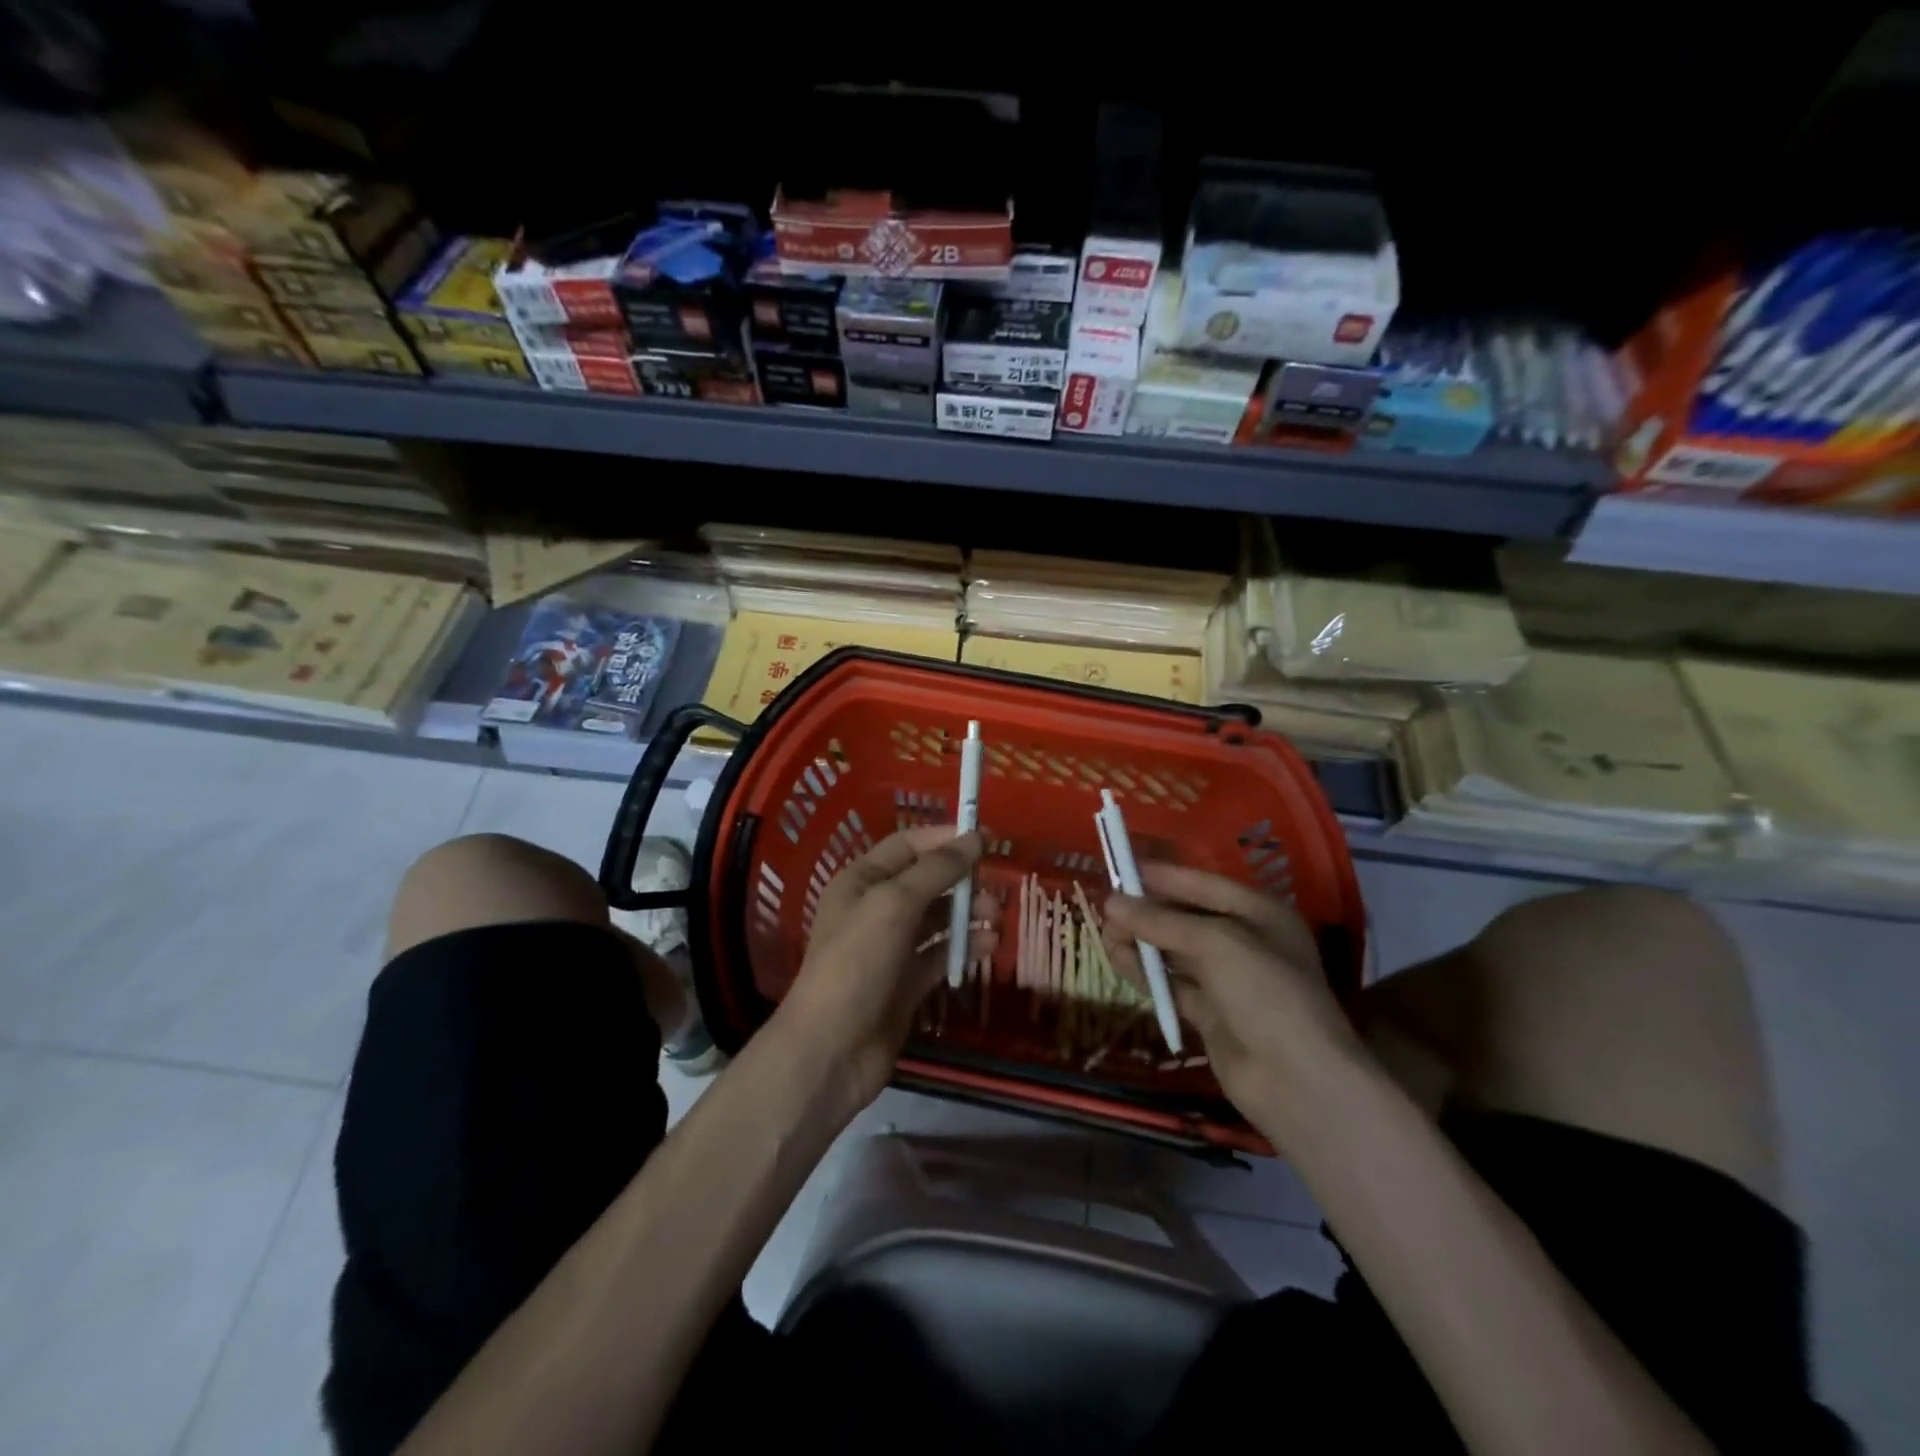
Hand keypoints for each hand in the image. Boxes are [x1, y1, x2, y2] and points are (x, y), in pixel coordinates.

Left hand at [775, 826, 994, 1111]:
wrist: (832, 1049)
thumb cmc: (858, 962)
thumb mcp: (895, 904)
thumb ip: (937, 869)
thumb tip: (975, 838)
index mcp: (862, 881)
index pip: (908, 845)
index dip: (944, 838)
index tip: (986, 839)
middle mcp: (876, 909)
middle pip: (926, 881)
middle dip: (961, 880)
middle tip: (996, 886)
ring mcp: (891, 947)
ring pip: (937, 919)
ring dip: (967, 914)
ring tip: (996, 918)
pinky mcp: (906, 982)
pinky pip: (940, 954)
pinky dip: (963, 947)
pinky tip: (988, 947)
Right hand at [1104, 863, 1362, 1117]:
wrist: (1297, 1081)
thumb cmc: (1265, 993)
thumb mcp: (1215, 944)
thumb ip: (1161, 922)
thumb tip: (1111, 901)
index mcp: (1260, 914)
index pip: (1204, 885)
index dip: (1165, 877)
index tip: (1123, 870)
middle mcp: (1245, 942)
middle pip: (1187, 917)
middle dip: (1148, 912)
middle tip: (1106, 909)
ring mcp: (1228, 981)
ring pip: (1176, 952)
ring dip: (1142, 943)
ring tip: (1105, 937)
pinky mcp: (1212, 1014)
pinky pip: (1172, 985)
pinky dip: (1146, 974)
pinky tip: (1118, 963)